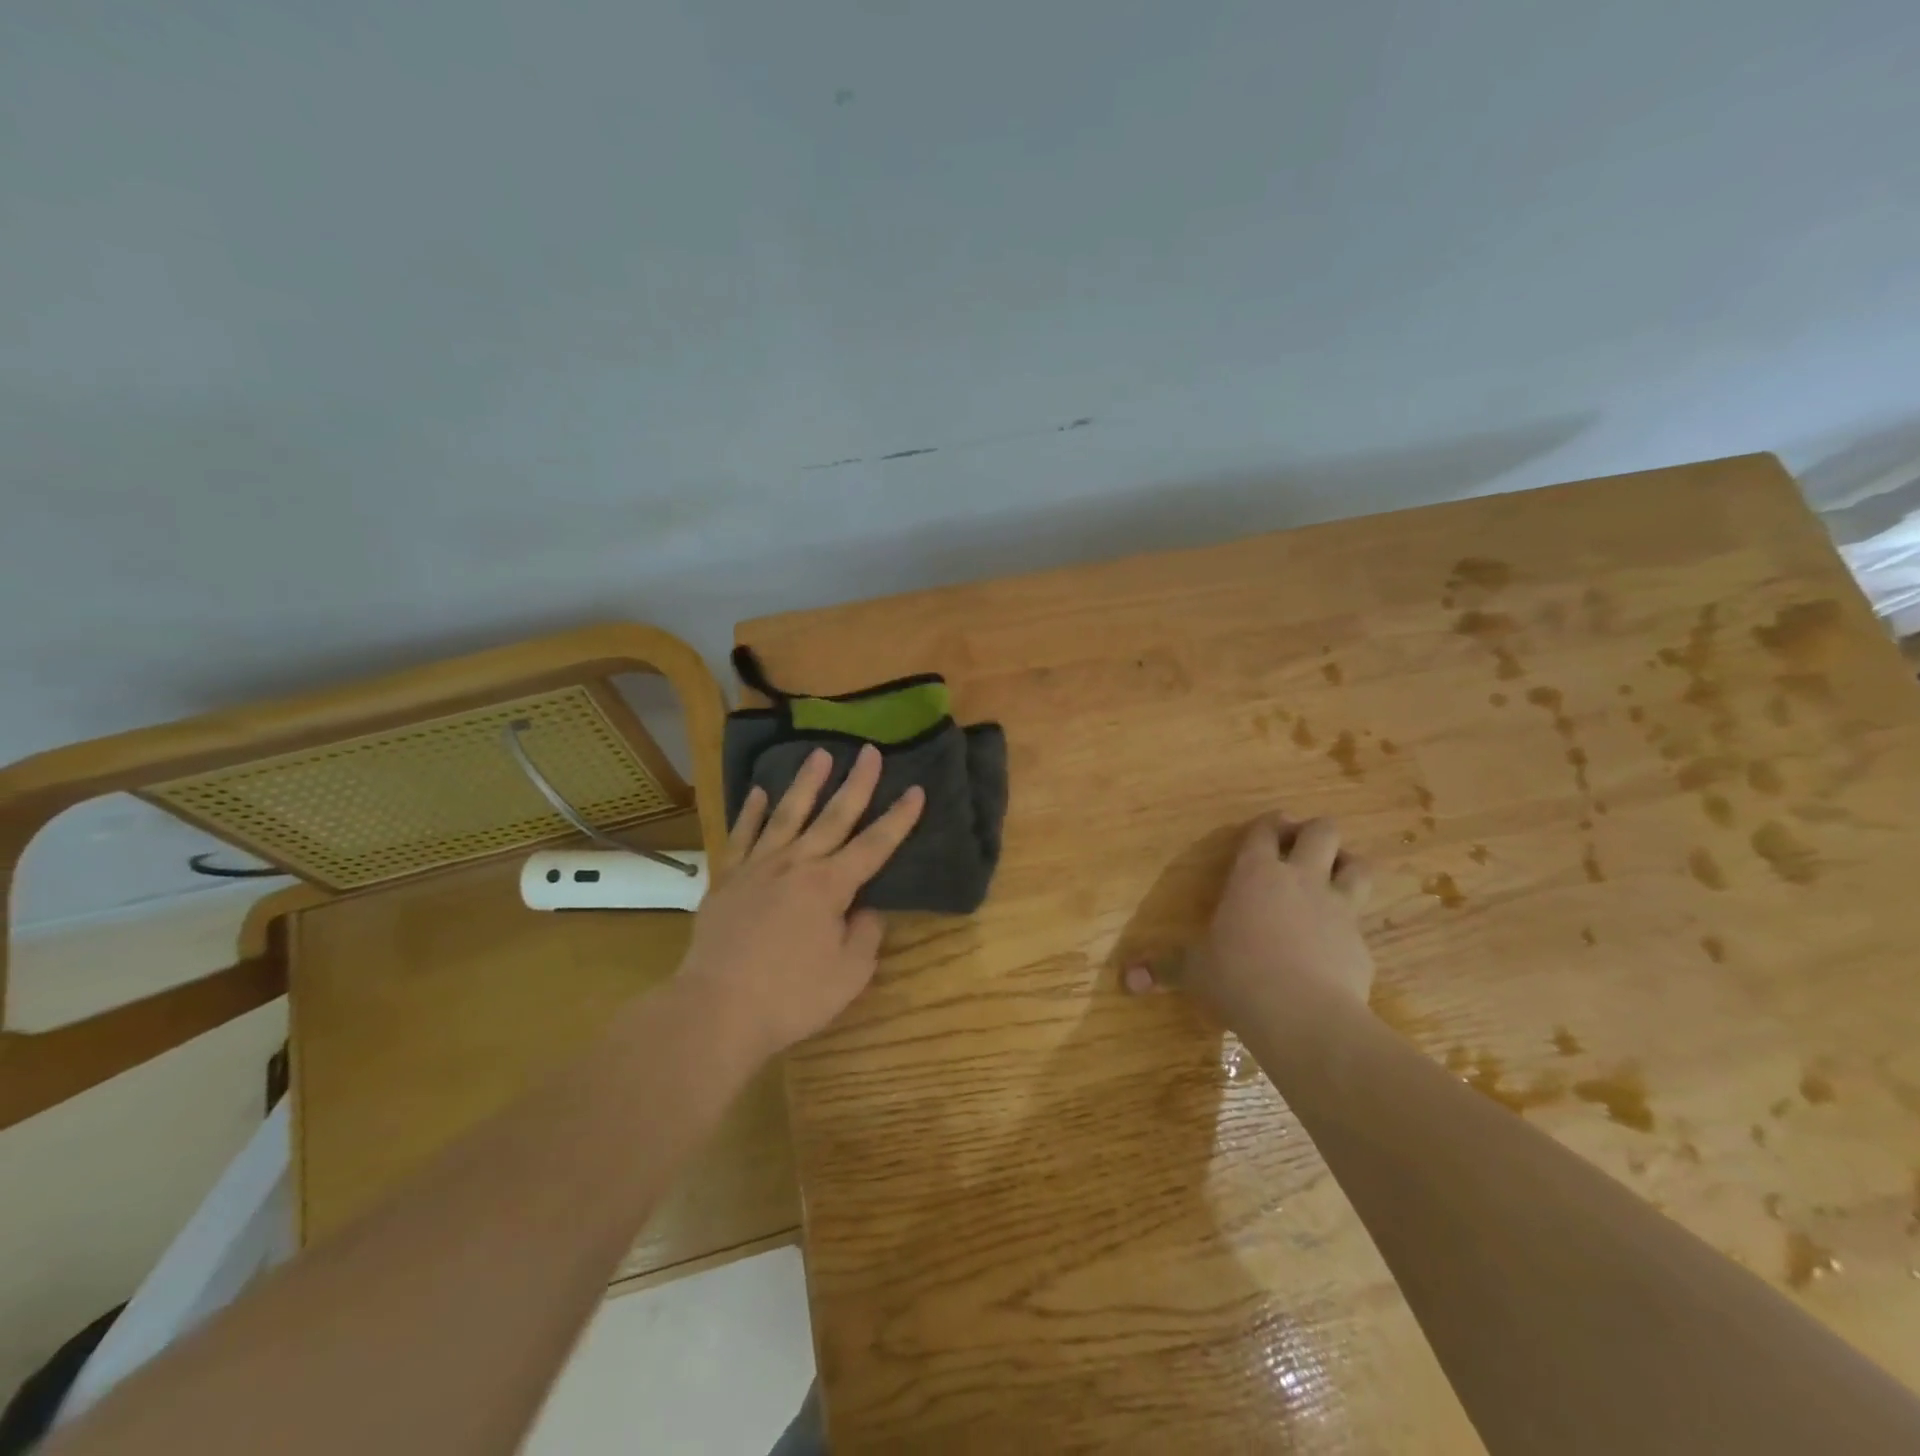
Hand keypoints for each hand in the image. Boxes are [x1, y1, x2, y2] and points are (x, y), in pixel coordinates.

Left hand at [678, 744, 924, 1061]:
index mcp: (830, 886)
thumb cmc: (791, 997)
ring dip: (805, 783)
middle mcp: (797, 865)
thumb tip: (865, 910)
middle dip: (856, 783)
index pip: (875, 845)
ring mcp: (758, 868)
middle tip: (870, 751)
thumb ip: (865, 936)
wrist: (717, 1009)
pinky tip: (758, 792)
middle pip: (833, 816)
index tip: (916, 789)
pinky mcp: (727, 880)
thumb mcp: (848, 975)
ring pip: (786, 814)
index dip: (899, 818)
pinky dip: (751, 812)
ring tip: (819, 754)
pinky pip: (742, 837)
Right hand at [1125, 814, 1373, 1027]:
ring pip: (1358, 866)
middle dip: (1314, 833)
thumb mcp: (1194, 970)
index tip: (1269, 826)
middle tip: (1300, 849)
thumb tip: (1125, 980)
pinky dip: (1349, 927)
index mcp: (1255, 874)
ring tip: (1333, 880)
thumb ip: (1163, 968)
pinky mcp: (1361, 943)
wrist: (1303, 1015)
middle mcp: (1300, 879)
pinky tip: (1336, 946)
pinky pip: (1360, 922)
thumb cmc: (1237, 976)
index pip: (1265, 830)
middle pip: (1324, 831)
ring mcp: (1338, 908)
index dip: (1268, 824)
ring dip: (1347, 866)